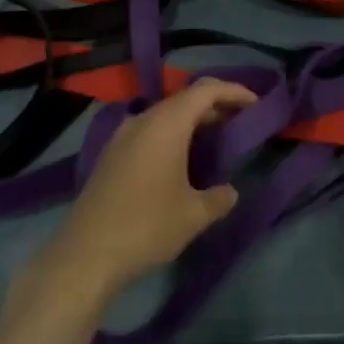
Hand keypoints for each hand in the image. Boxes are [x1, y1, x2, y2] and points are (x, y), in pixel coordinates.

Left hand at [36, 78, 255, 304]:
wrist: (87, 252)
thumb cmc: (147, 226)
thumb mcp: (194, 215)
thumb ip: (219, 198)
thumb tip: (229, 192)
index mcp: (166, 124)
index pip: (205, 90)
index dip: (234, 91)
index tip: (257, 103)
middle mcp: (143, 120)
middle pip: (184, 99)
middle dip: (215, 106)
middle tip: (241, 122)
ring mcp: (123, 136)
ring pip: (165, 115)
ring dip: (192, 122)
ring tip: (216, 141)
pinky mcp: (112, 154)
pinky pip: (150, 131)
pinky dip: (172, 135)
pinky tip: (183, 160)